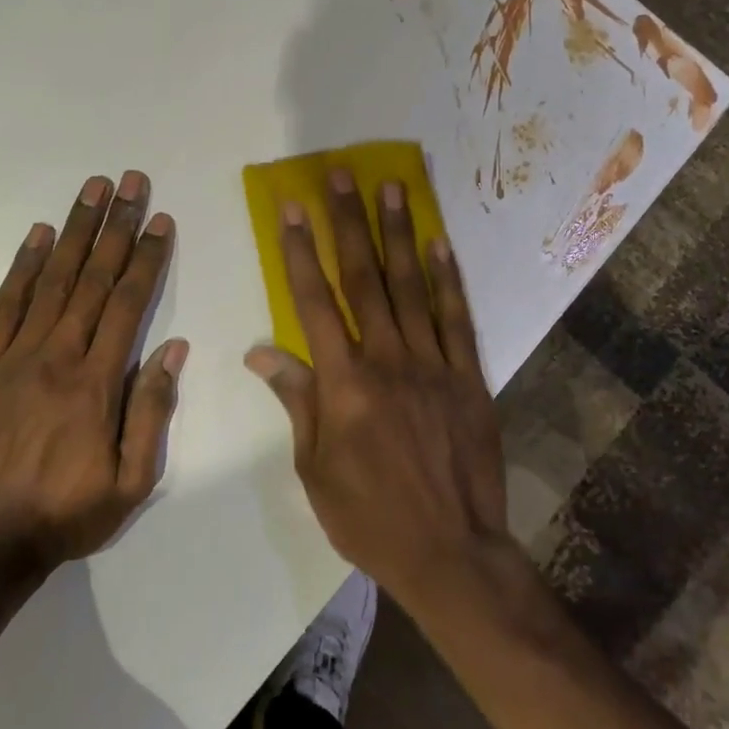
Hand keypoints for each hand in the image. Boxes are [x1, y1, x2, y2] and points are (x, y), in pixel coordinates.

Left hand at [0, 170, 186, 576]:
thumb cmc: (67, 513)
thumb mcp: (131, 481)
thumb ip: (152, 412)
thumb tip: (173, 350)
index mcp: (97, 383)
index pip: (128, 304)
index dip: (146, 257)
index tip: (159, 219)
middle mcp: (57, 356)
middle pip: (92, 279)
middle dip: (115, 226)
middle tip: (129, 181)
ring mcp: (14, 357)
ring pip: (51, 281)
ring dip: (74, 231)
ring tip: (91, 190)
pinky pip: (4, 306)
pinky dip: (22, 267)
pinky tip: (37, 235)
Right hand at [244, 170, 507, 605]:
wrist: (450, 552)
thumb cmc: (369, 517)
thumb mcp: (314, 469)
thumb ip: (296, 401)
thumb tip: (260, 353)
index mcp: (343, 383)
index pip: (313, 302)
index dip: (298, 252)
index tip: (290, 210)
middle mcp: (387, 360)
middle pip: (363, 278)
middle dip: (347, 222)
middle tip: (341, 176)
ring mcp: (433, 364)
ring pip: (411, 286)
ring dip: (398, 234)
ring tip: (391, 188)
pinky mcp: (469, 377)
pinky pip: (457, 318)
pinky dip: (448, 278)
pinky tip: (440, 243)